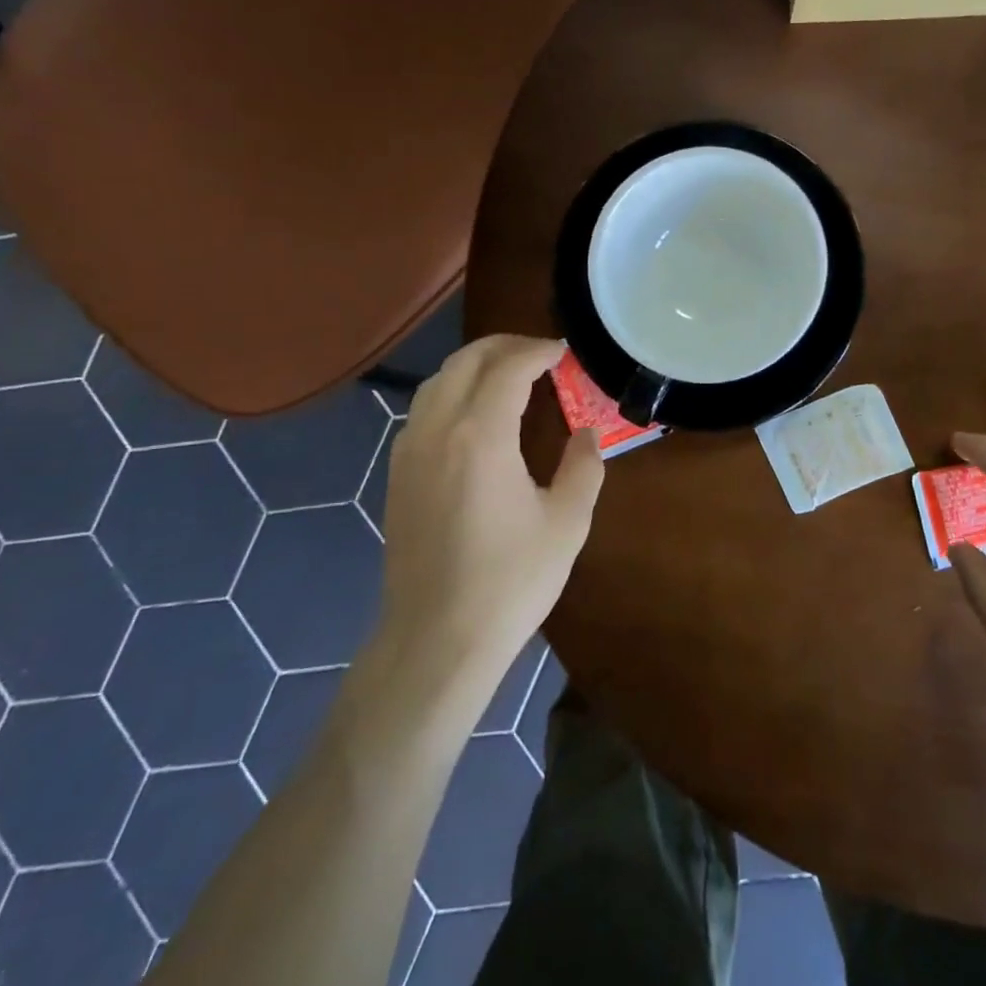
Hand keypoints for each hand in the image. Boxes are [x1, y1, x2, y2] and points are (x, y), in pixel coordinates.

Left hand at [375, 336, 602, 685]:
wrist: (437, 639)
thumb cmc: (510, 581)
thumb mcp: (566, 523)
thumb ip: (583, 467)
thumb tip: (587, 434)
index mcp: (480, 435)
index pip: (508, 368)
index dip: (538, 351)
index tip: (564, 351)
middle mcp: (437, 430)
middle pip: (466, 361)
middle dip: (504, 346)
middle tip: (539, 354)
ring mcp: (409, 451)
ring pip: (437, 381)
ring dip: (474, 366)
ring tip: (509, 376)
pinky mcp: (397, 474)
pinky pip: (423, 410)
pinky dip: (451, 392)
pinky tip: (474, 415)